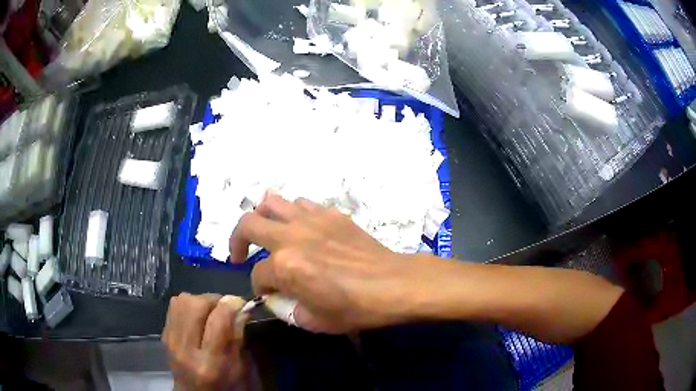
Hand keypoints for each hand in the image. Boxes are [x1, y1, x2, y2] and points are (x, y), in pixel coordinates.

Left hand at [163, 293, 250, 389]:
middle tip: (225, 308)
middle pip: (196, 305)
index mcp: (211, 364)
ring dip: (200, 300)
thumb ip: (238, 339)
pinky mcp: (164, 334)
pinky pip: (174, 306)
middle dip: (214, 300)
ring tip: (211, 312)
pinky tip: (198, 317)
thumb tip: (240, 308)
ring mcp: (171, 341)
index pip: (218, 321)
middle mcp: (186, 350)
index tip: (241, 304)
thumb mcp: (240, 370)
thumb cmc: (224, 386)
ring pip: (182, 301)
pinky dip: (189, 305)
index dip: (232, 305)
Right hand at [229, 194, 432, 333]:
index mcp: (285, 266)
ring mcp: (311, 219)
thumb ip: (285, 307)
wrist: (393, 284)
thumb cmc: (355, 308)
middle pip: (248, 224)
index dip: (259, 287)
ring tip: (266, 233)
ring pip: (271, 202)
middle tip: (239, 254)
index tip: (267, 294)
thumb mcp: (312, 321)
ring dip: (262, 218)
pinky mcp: (330, 213)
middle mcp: (292, 236)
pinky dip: (292, 214)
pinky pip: (301, 204)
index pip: (257, 275)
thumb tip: (275, 295)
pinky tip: (299, 229)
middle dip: (236, 240)